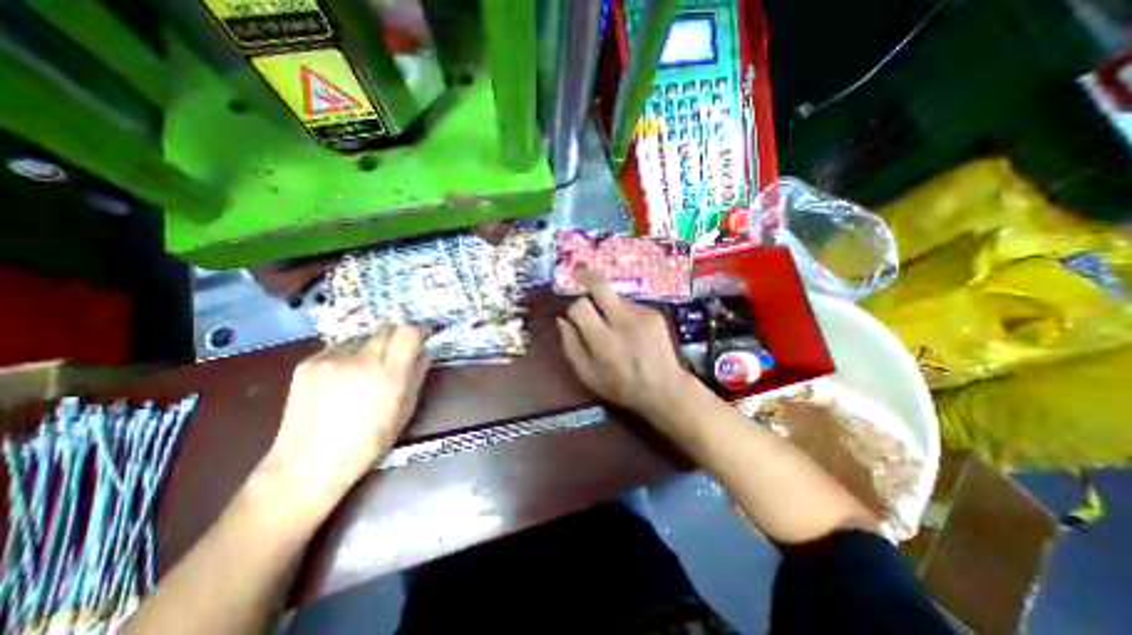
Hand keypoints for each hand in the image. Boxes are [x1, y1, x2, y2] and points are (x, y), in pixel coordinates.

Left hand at [256, 327, 428, 510]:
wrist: (310, 464)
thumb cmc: (369, 441)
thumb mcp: (405, 410)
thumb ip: (417, 375)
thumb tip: (425, 352)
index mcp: (389, 374)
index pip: (409, 332)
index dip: (421, 328)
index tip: (425, 333)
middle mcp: (361, 360)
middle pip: (387, 329)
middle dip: (397, 336)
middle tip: (397, 352)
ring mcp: (331, 359)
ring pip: (362, 337)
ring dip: (371, 346)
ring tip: (366, 367)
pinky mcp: (308, 363)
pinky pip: (338, 347)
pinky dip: (348, 355)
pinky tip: (343, 376)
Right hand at [560, 271, 699, 418]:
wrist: (664, 388)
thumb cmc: (621, 386)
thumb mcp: (587, 374)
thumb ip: (570, 345)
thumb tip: (561, 320)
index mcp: (603, 340)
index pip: (580, 306)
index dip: (573, 308)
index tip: (575, 317)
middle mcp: (623, 322)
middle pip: (600, 286)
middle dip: (586, 277)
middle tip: (579, 273)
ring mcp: (642, 315)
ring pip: (615, 296)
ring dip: (607, 304)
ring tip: (613, 326)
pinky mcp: (654, 313)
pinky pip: (630, 304)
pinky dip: (623, 312)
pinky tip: (629, 330)